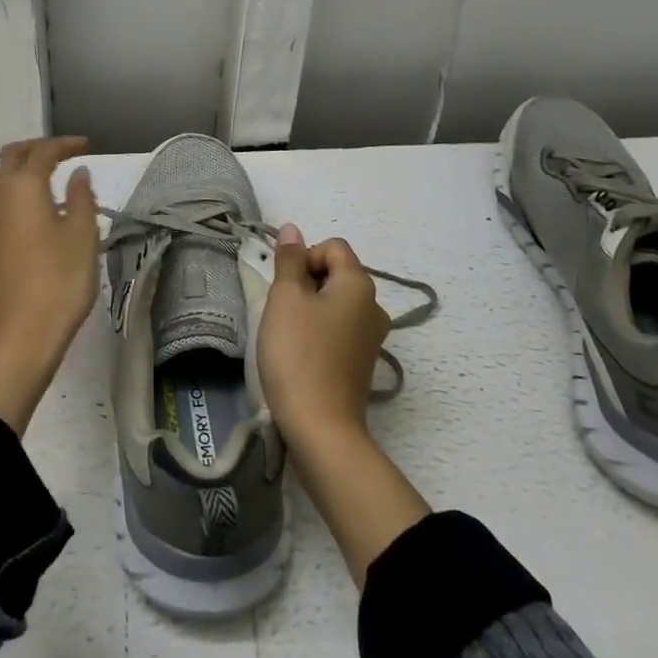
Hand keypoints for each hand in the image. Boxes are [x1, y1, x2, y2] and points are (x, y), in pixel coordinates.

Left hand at [0, 137, 98, 434]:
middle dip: (37, 149)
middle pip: (12, 157)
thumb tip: (78, 173)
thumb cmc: (57, 284)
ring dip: (17, 170)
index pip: (44, 151)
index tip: (86, 146)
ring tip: (44, 182)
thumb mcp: (82, 238)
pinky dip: (8, 195)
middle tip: (63, 155)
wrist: (13, 341)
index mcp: (23, 186)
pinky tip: (26, 216)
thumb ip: (81, 199)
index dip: (66, 145)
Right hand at [257, 223, 390, 451]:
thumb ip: (289, 259)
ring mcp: (372, 337)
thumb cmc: (298, 353)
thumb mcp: (285, 298)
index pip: (332, 246)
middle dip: (306, 283)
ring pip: (336, 303)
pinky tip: (301, 354)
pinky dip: (319, 332)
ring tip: (288, 333)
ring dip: (310, 308)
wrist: (320, 428)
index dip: (305, 257)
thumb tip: (292, 229)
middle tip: (282, 309)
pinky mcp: (362, 363)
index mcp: (360, 284)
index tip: (286, 285)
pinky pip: (339, 329)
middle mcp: (374, 306)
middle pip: (336, 273)